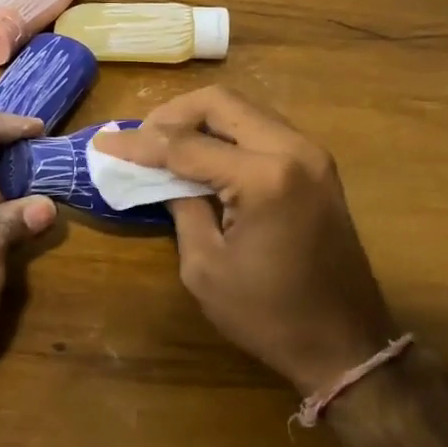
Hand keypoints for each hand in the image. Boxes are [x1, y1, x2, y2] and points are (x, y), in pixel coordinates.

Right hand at [92, 87, 393, 397]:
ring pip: (245, 110)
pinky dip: (228, 134)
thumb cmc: (268, 315)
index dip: (139, 144)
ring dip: (201, 121)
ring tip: (164, 146)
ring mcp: (313, 154)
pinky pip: (263, 130)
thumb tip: (164, 177)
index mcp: (265, 177)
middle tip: (139, 140)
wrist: (344, 343)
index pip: (186, 145)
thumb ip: (182, 208)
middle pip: (221, 103)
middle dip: (172, 115)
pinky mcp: (319, 167)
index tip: (103, 143)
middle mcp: (294, 150)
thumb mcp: (206, 266)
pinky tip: (203, 156)